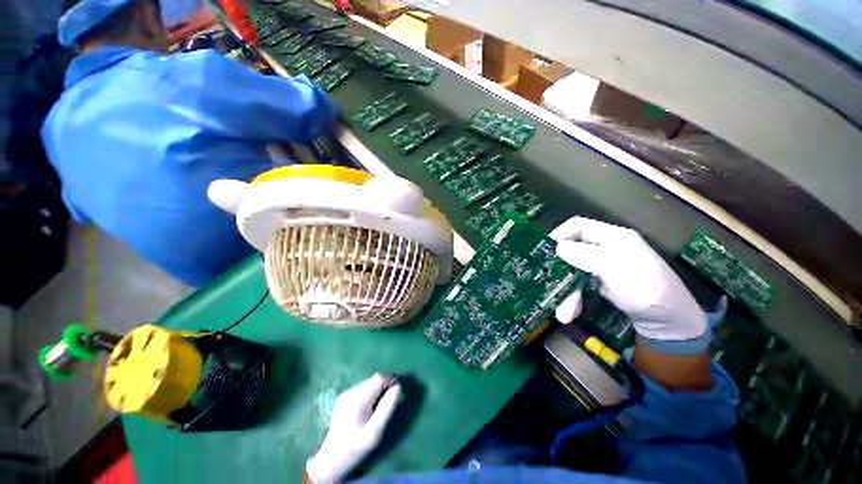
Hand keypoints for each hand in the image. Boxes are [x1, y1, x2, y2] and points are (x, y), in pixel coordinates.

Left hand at [306, 374, 401, 482]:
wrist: (331, 460)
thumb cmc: (356, 447)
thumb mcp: (375, 431)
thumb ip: (387, 407)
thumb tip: (398, 387)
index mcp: (358, 398)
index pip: (379, 377)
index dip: (391, 381)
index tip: (398, 395)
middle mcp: (351, 391)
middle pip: (374, 379)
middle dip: (385, 387)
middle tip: (392, 402)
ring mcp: (346, 394)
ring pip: (368, 383)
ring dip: (378, 390)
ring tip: (381, 407)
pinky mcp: (343, 398)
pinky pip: (362, 389)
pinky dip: (370, 394)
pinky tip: (369, 409)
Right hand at [550, 217, 710, 353]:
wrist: (669, 321)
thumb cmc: (643, 287)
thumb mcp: (611, 266)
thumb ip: (582, 253)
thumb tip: (556, 247)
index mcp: (611, 236)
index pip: (577, 225)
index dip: (559, 234)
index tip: (544, 250)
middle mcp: (605, 247)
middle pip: (572, 249)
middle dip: (560, 269)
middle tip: (547, 282)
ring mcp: (602, 265)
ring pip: (573, 269)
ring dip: (566, 290)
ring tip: (563, 313)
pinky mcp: (600, 281)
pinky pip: (579, 283)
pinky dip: (573, 296)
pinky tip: (570, 312)